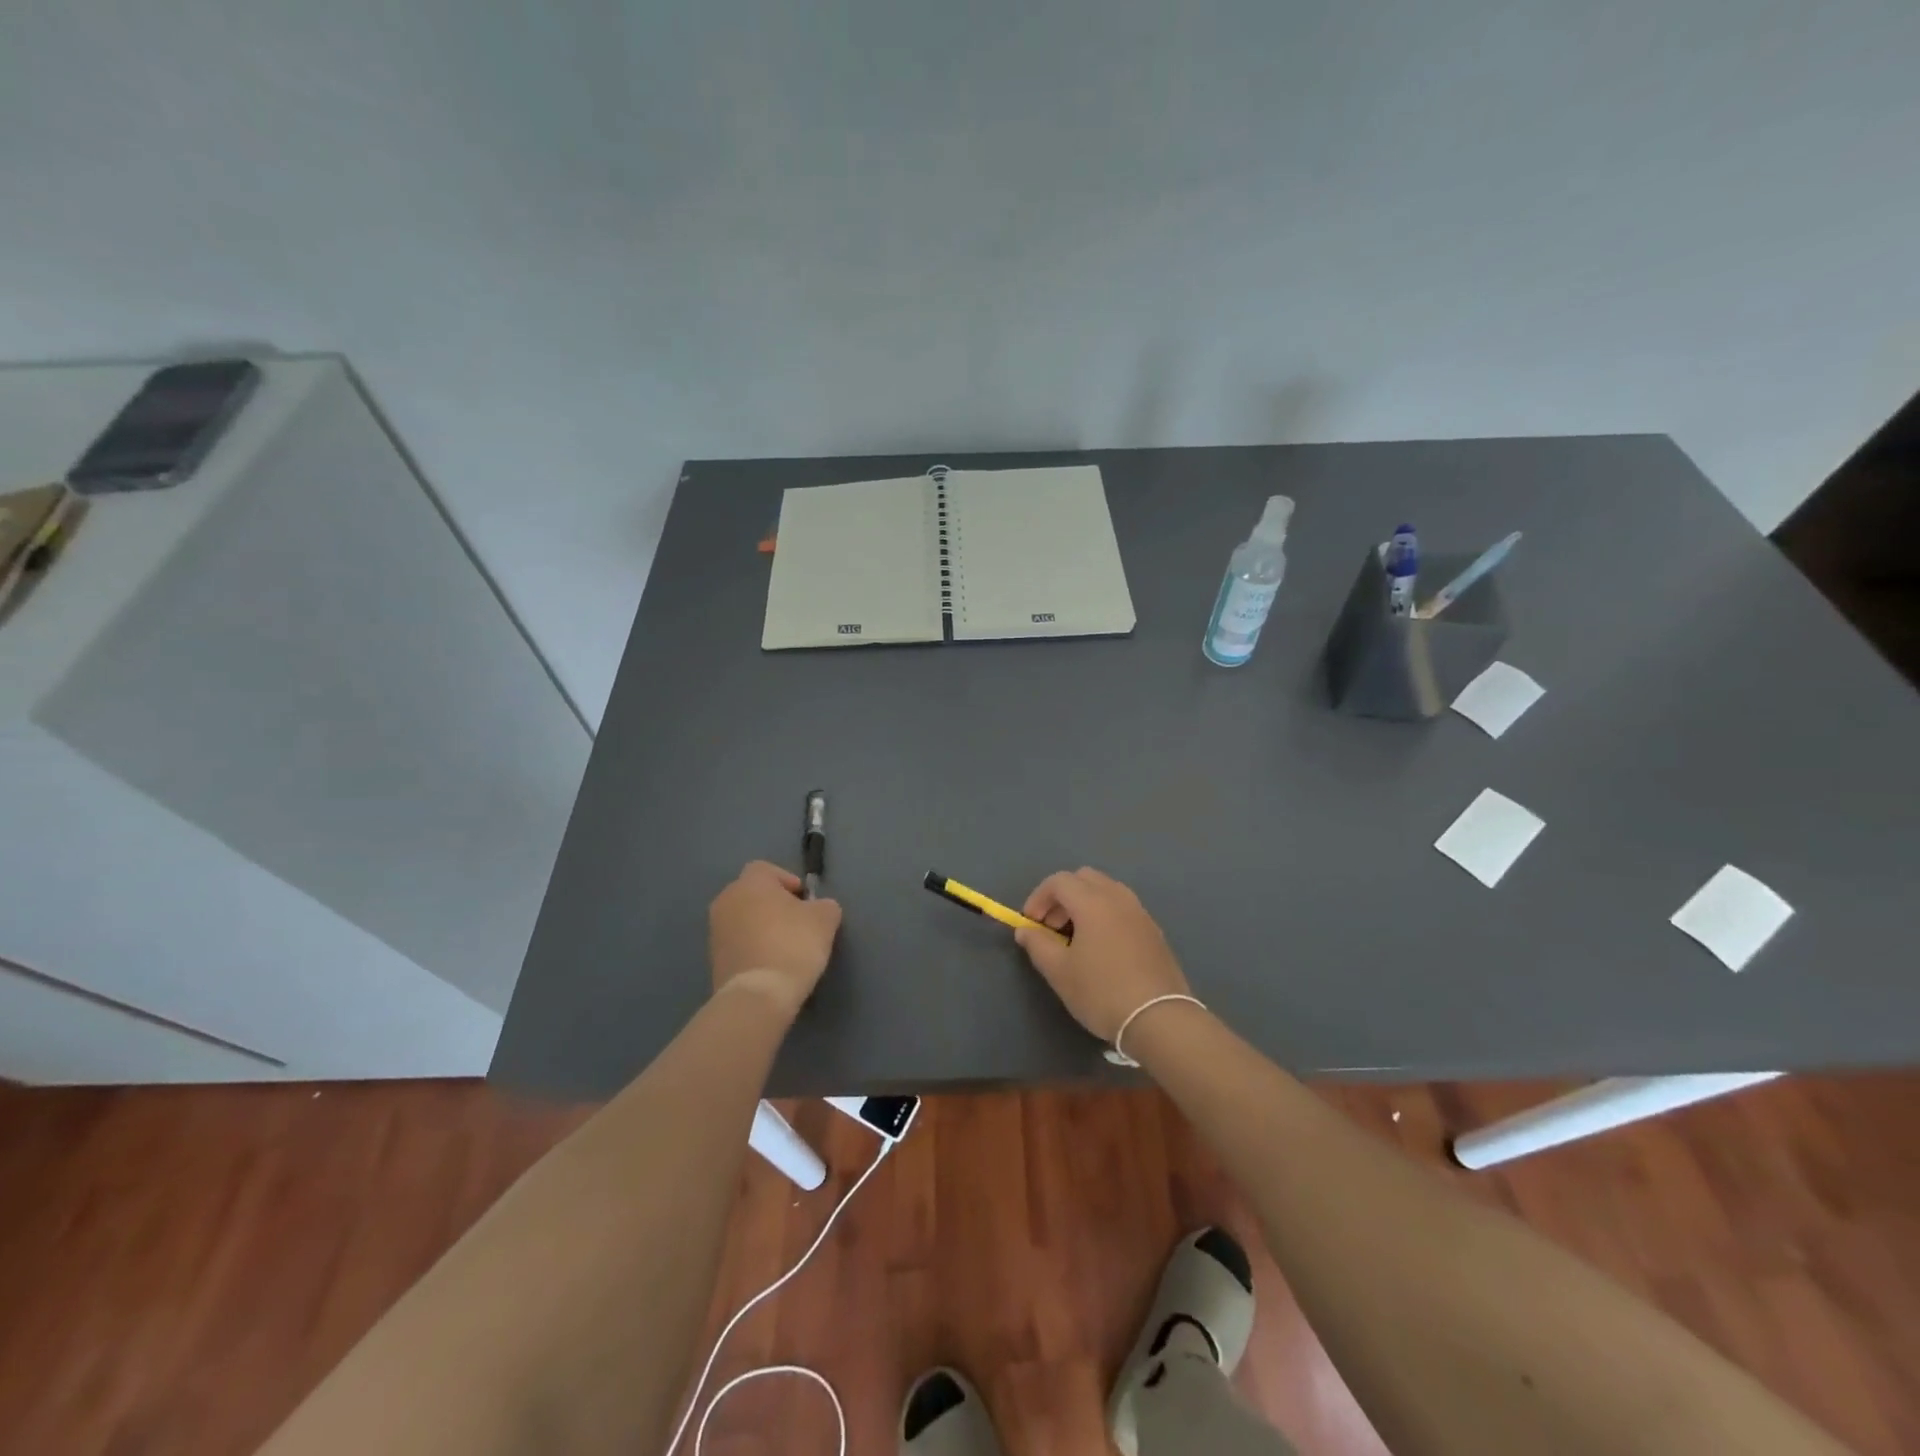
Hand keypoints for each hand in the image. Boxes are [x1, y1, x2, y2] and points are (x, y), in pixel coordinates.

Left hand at [708, 861, 842, 1016]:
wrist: (759, 995)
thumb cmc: (793, 944)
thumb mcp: (825, 919)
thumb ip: (824, 905)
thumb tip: (819, 908)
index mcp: (750, 883)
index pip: (766, 869)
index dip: (787, 880)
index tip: (805, 901)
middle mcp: (726, 901)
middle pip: (752, 894)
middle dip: (773, 904)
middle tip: (797, 923)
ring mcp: (715, 932)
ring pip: (743, 919)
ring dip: (761, 927)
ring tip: (785, 947)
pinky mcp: (713, 960)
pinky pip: (737, 944)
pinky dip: (752, 948)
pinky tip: (772, 965)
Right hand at [1015, 868, 1189, 1042]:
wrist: (1160, 1019)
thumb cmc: (1102, 992)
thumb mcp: (1059, 972)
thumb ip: (1038, 944)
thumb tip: (1025, 929)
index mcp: (1093, 902)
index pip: (1058, 881)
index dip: (1038, 898)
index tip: (1031, 924)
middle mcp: (1118, 898)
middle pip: (1084, 878)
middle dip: (1062, 896)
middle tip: (1052, 927)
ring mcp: (1140, 912)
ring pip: (1106, 890)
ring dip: (1084, 904)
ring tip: (1076, 937)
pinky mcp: (1154, 930)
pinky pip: (1123, 908)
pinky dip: (1105, 914)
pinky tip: (1102, 948)